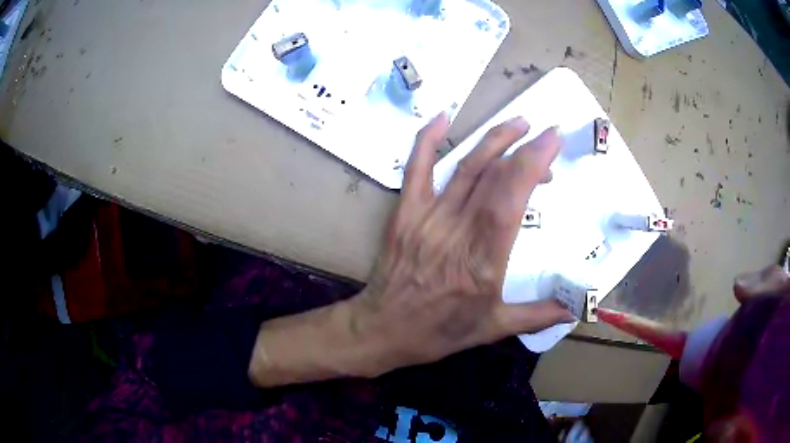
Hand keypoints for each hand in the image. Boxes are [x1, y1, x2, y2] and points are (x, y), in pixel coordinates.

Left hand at [345, 113, 573, 374]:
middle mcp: (457, 231)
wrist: (384, 328)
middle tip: (545, 135)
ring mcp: (427, 217)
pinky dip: (427, 139)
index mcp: (483, 259)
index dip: (533, 162)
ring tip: (517, 123)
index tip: (552, 141)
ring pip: (464, 167)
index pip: (512, 197)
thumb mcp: (494, 328)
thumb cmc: (440, 330)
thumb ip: (539, 314)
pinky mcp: (404, 212)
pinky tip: (443, 117)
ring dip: (493, 139)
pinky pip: (416, 168)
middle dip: (524, 148)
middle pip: (494, 175)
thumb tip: (578, 307)